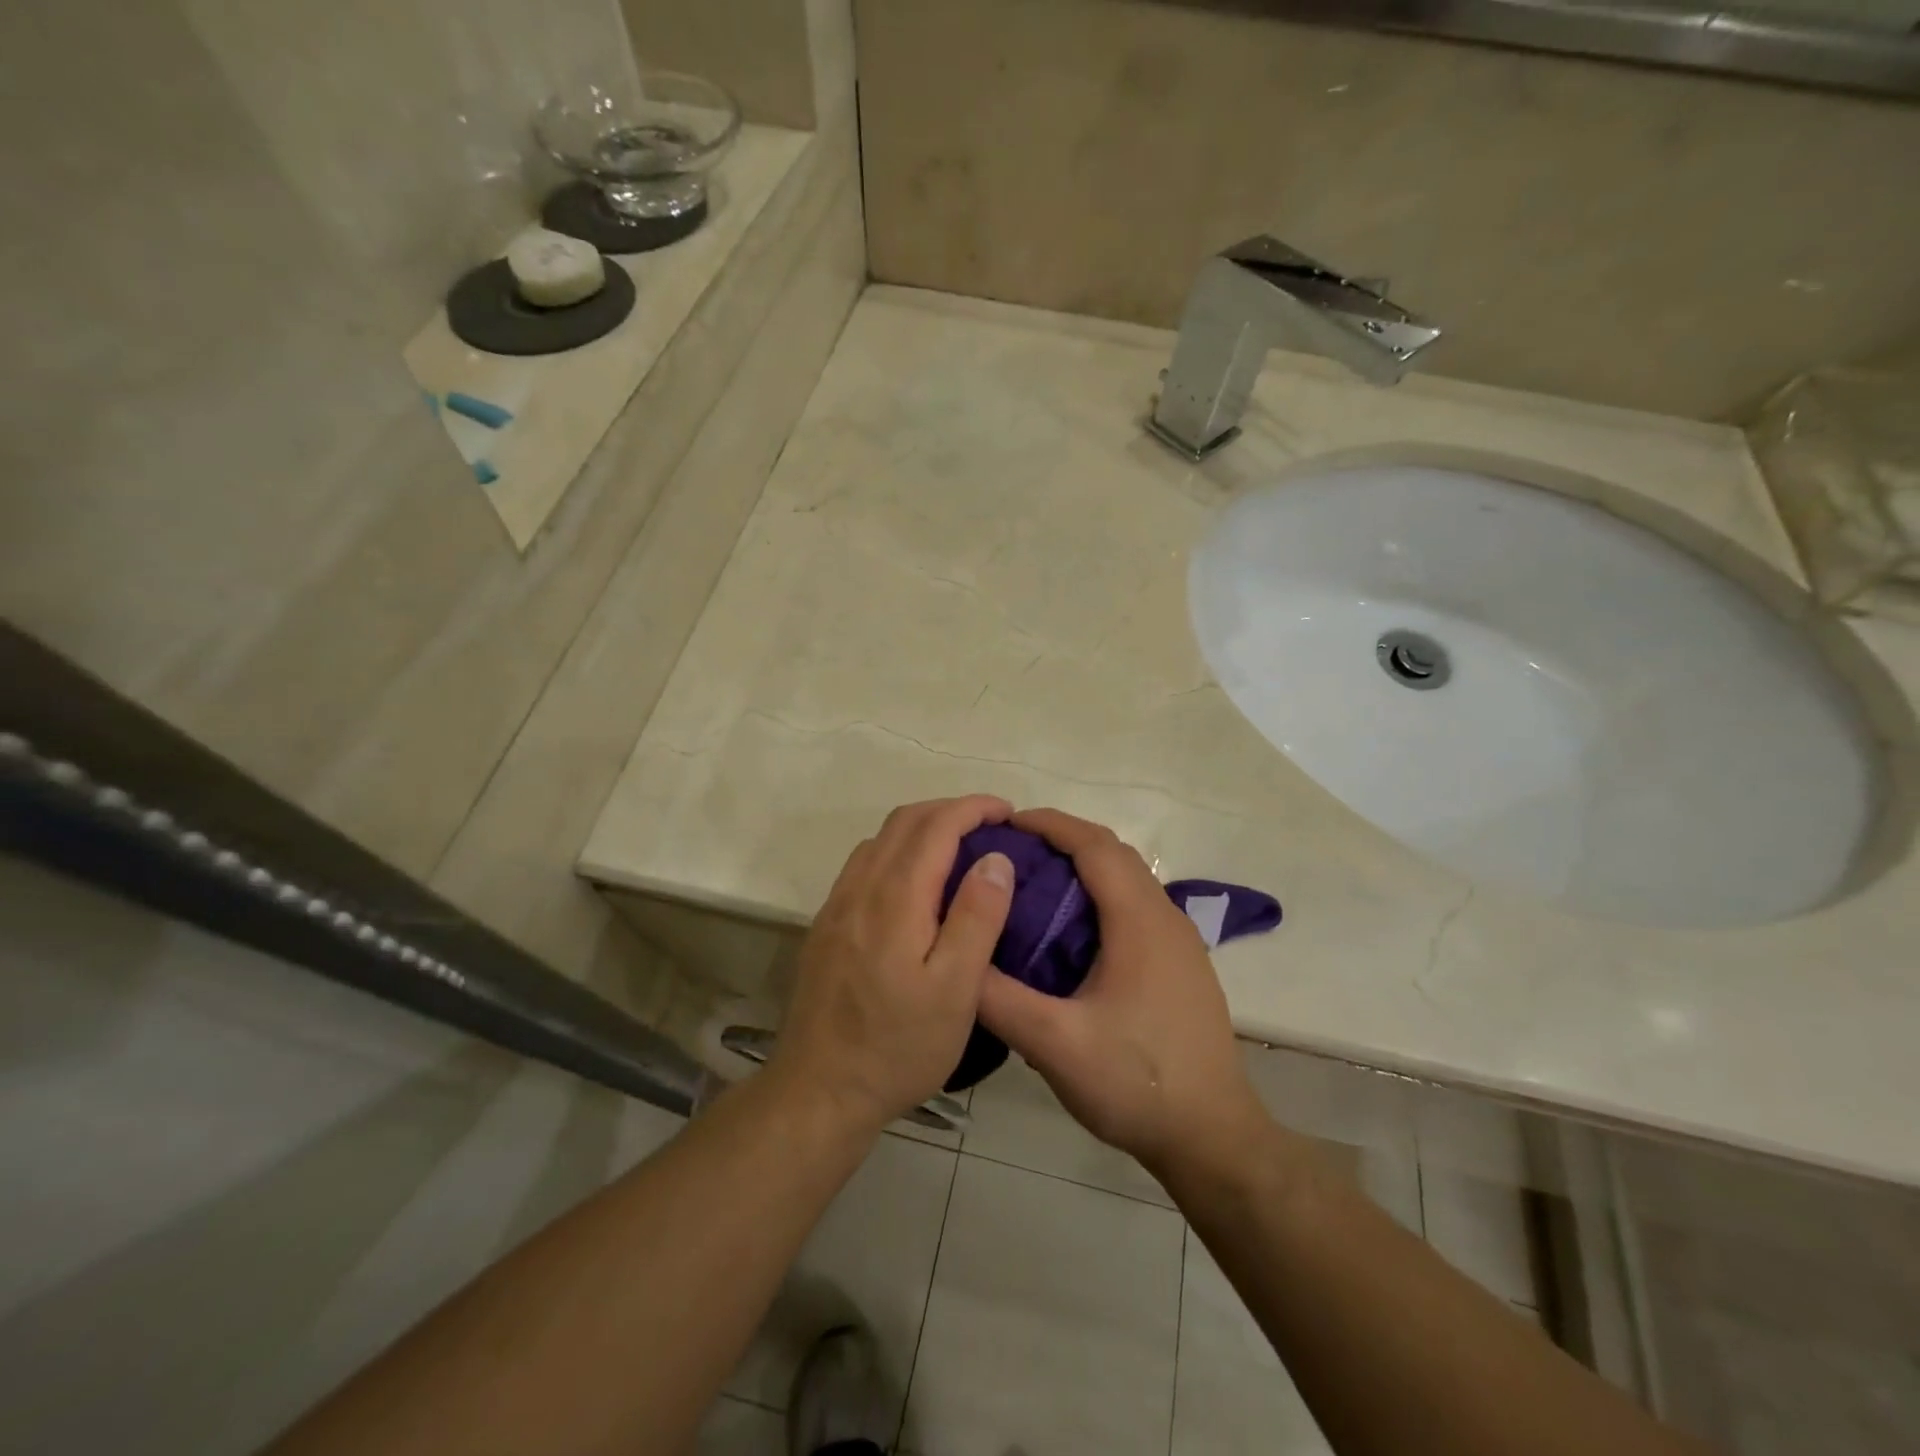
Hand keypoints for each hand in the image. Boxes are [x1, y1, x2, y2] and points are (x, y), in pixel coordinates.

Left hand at [770, 796, 1016, 1134]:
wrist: (819, 1091)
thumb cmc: (898, 1047)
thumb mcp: (955, 990)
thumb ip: (977, 917)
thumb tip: (995, 858)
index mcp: (895, 898)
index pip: (936, 826)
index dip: (973, 808)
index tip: (1007, 811)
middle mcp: (860, 889)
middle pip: (904, 822)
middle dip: (949, 810)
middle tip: (989, 825)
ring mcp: (837, 907)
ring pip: (880, 840)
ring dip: (920, 828)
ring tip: (958, 848)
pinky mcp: (826, 927)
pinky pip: (863, 865)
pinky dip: (896, 851)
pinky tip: (915, 883)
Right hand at [977, 808, 1267, 1179]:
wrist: (1213, 1137)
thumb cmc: (1137, 1083)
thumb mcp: (1055, 1045)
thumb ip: (998, 998)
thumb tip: (954, 955)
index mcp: (1139, 921)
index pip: (1094, 845)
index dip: (1050, 824)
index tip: (1006, 823)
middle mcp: (1165, 918)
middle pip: (1113, 854)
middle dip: (1063, 839)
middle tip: (1010, 852)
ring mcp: (1179, 942)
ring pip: (1127, 880)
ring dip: (1083, 867)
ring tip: (1032, 885)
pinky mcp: (1181, 965)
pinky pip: (1136, 907)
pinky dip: (1099, 896)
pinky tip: (1069, 933)